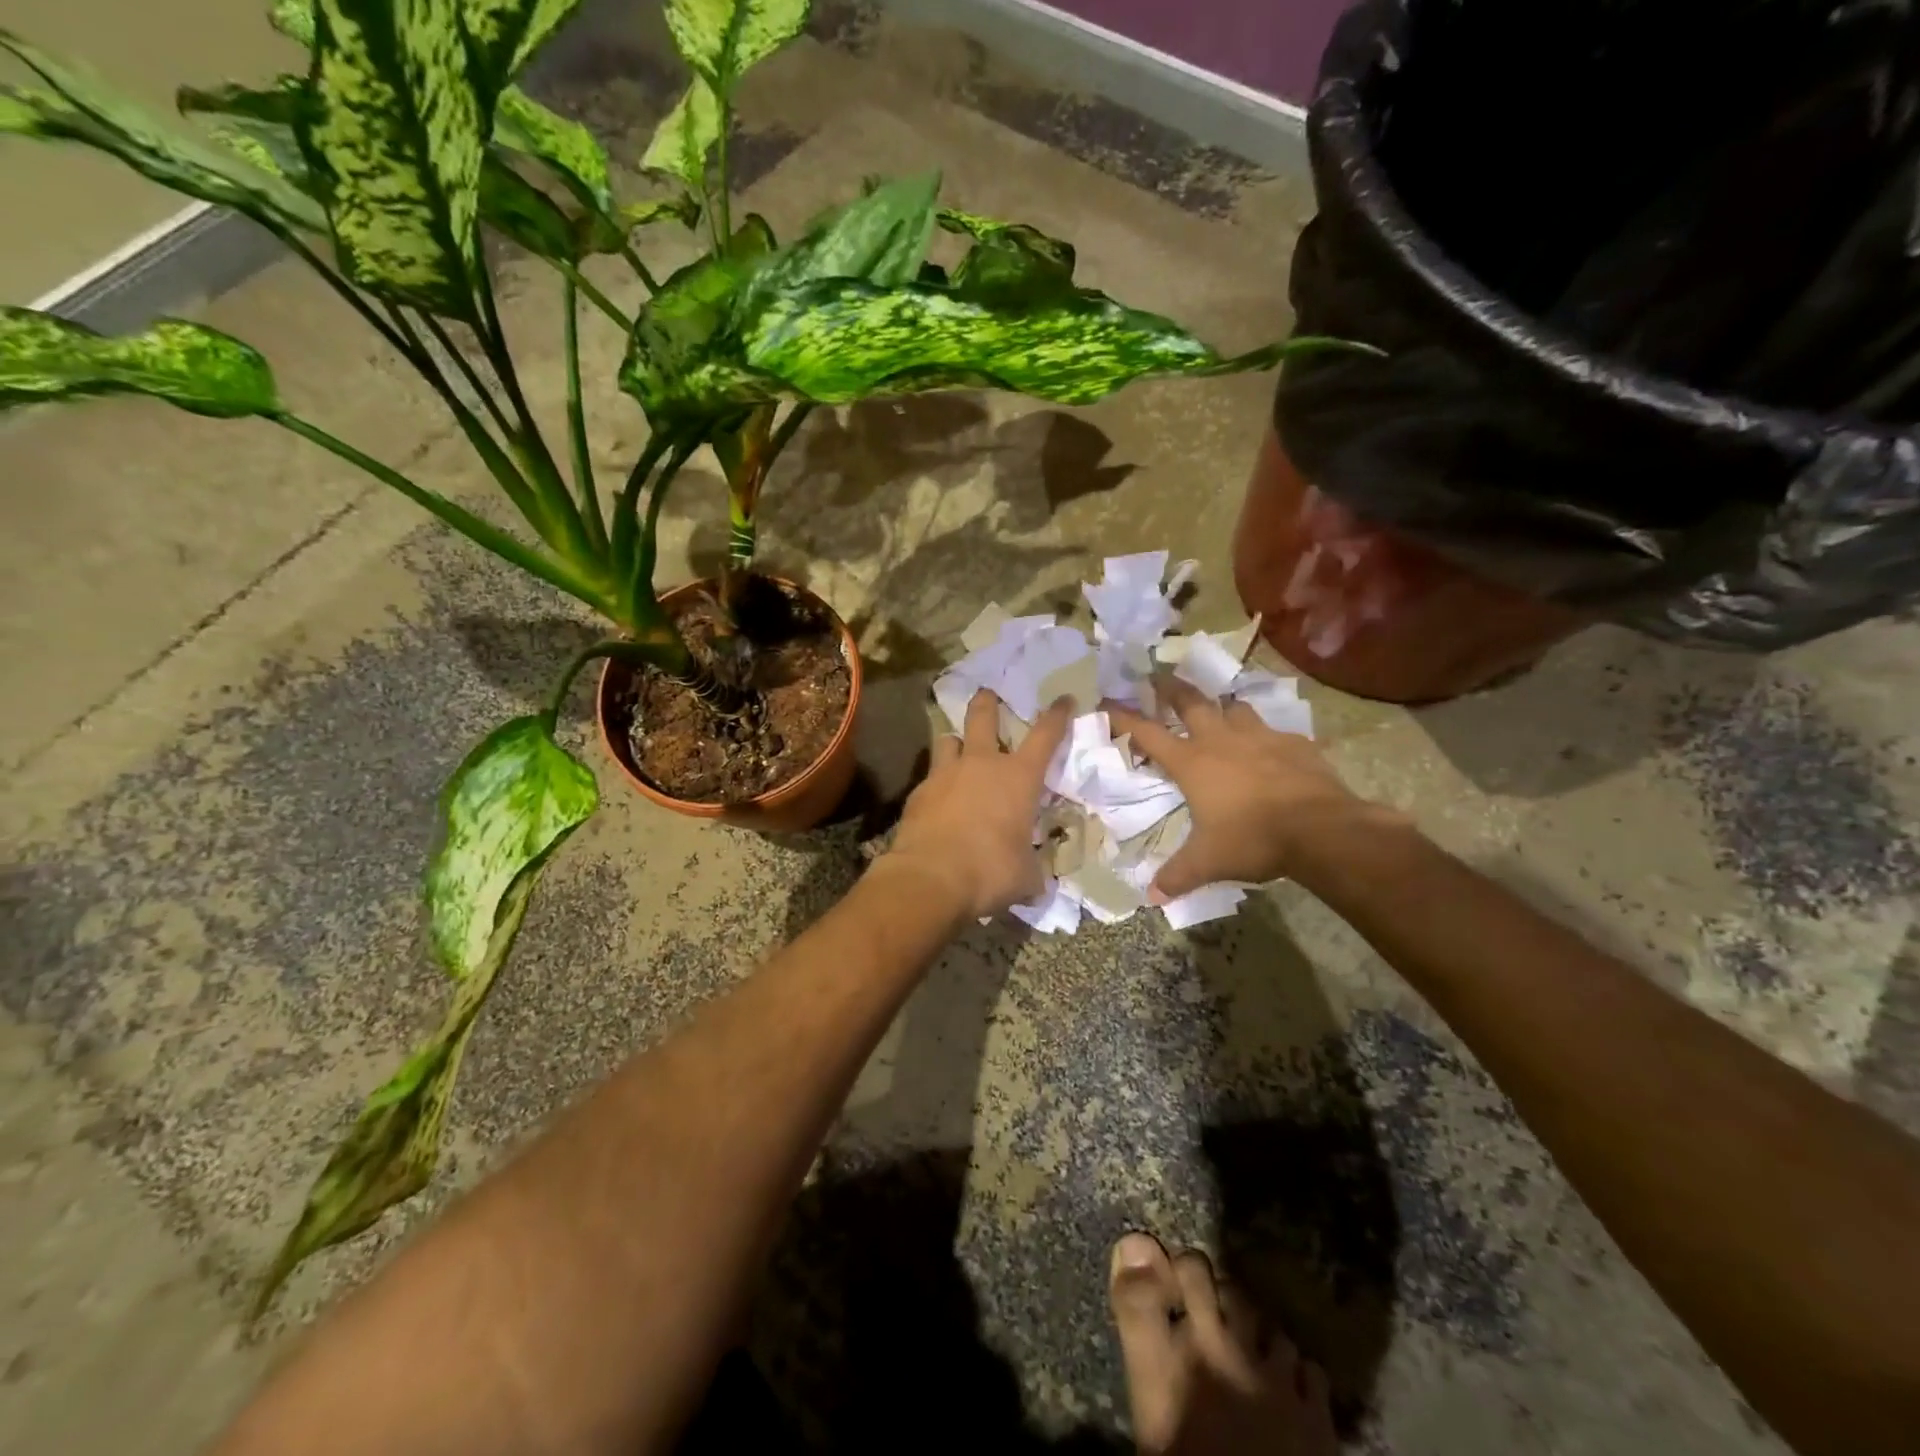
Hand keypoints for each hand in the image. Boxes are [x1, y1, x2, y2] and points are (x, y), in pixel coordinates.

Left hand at [884, 689, 1073, 919]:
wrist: (931, 878)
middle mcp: (981, 765)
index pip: (1045, 736)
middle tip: (988, 694)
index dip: (1057, 715)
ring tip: (958, 750)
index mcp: (1019, 778)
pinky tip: (938, 803)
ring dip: (956, 743)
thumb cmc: (991, 871)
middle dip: (987, 702)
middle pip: (983, 716)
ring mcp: (944, 775)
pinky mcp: (917, 793)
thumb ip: (1031, 868)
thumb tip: (1034, 880)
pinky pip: (930, 778)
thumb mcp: (1026, 876)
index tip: (1064, 699)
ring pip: (949, 740)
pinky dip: (937, 785)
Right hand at [1109, 676, 1391, 899]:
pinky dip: (1267, 736)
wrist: (1321, 828)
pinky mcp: (1295, 742)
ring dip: (1223, 707)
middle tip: (1160, 677)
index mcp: (1192, 762)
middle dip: (1172, 689)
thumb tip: (1153, 897)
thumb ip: (1178, 875)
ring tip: (1220, 710)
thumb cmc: (1253, 839)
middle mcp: (1221, 740)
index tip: (1106, 702)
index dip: (1124, 717)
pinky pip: (1275, 731)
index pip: (1147, 733)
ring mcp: (1260, 736)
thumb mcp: (1208, 862)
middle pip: (1191, 702)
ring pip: (1235, 707)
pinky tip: (1272, 748)